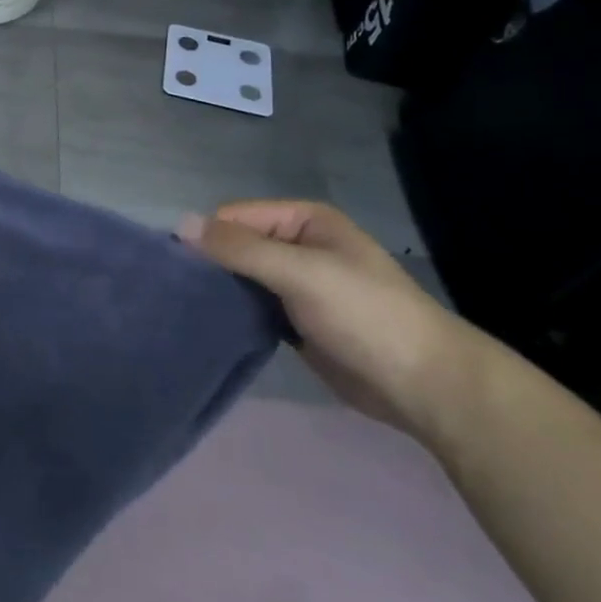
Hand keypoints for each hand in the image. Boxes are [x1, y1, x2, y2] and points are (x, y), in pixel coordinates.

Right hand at [179, 200, 496, 440]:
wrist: (423, 384)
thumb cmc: (365, 315)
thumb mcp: (300, 272)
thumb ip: (240, 248)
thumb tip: (181, 224)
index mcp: (304, 221)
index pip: (234, 217)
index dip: (207, 238)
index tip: (177, 269)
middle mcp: (298, 247)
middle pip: (235, 247)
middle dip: (209, 266)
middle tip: (177, 293)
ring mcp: (296, 285)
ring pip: (241, 279)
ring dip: (219, 292)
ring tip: (186, 310)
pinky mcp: (294, 321)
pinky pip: (252, 308)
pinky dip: (233, 314)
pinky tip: (211, 326)